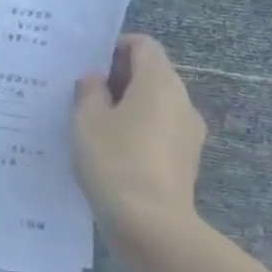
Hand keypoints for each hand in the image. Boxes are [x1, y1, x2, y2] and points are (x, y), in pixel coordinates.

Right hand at [72, 34, 207, 249]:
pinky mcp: (185, 160)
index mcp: (159, 83)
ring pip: (156, 104)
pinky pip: (159, 130)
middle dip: (119, 77)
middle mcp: (181, 101)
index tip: (88, 64)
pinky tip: (110, 150)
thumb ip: (89, 91)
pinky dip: (137, 129)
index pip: (143, 45)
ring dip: (127, 105)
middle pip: (152, 73)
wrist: (150, 225)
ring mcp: (188, 132)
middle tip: (83, 93)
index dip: (115, 47)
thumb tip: (96, 80)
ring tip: (93, 124)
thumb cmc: (114, 161)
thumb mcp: (87, 120)